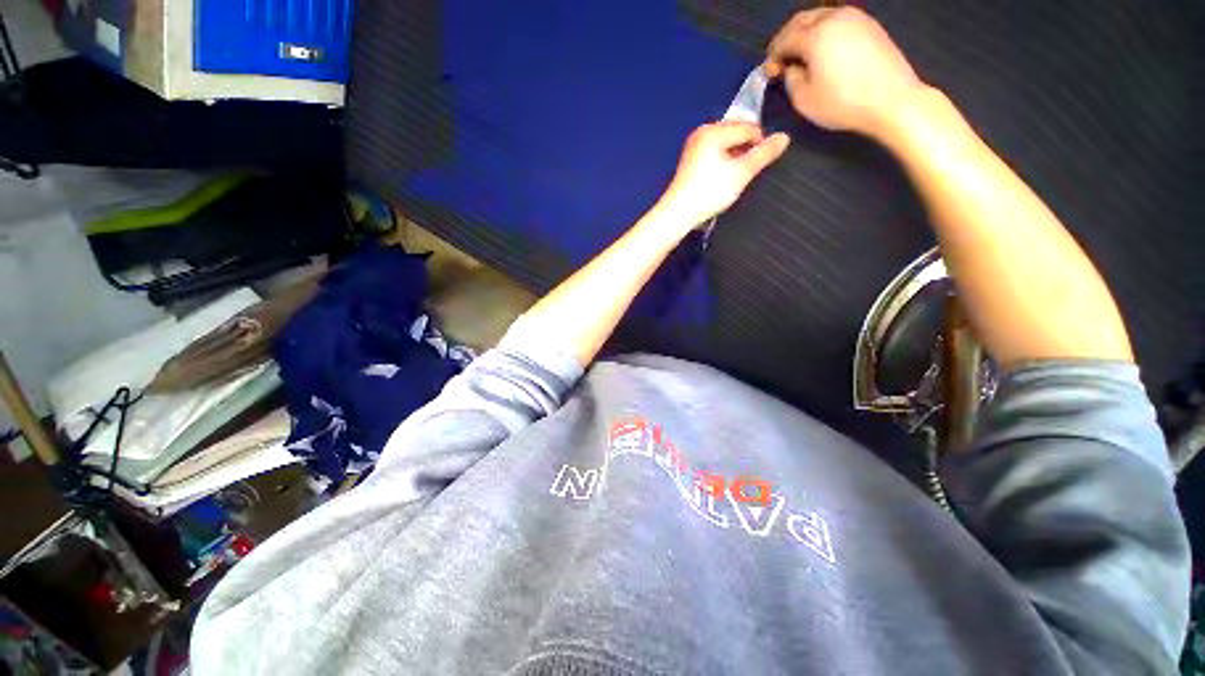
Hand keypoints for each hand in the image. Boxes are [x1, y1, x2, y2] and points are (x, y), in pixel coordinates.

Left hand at [657, 122, 789, 228]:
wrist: (677, 214)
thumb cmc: (709, 193)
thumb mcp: (741, 173)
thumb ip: (764, 154)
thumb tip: (785, 137)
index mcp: (713, 130)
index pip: (748, 127)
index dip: (761, 142)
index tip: (763, 164)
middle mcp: (701, 132)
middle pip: (736, 133)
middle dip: (747, 149)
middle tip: (749, 172)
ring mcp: (693, 147)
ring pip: (725, 144)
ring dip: (735, 157)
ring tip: (736, 177)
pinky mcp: (689, 161)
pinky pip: (714, 153)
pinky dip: (723, 162)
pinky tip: (723, 178)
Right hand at [764, 7, 925, 140]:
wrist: (892, 100)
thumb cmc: (843, 103)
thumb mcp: (804, 100)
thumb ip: (791, 80)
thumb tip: (791, 68)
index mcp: (815, 35)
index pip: (784, 39)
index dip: (773, 55)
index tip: (769, 72)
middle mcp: (834, 17)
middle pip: (801, 20)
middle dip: (787, 38)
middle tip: (781, 60)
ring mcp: (855, 18)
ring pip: (820, 17)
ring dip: (805, 33)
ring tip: (802, 57)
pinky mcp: (869, 26)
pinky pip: (837, 22)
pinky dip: (824, 33)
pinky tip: (822, 53)